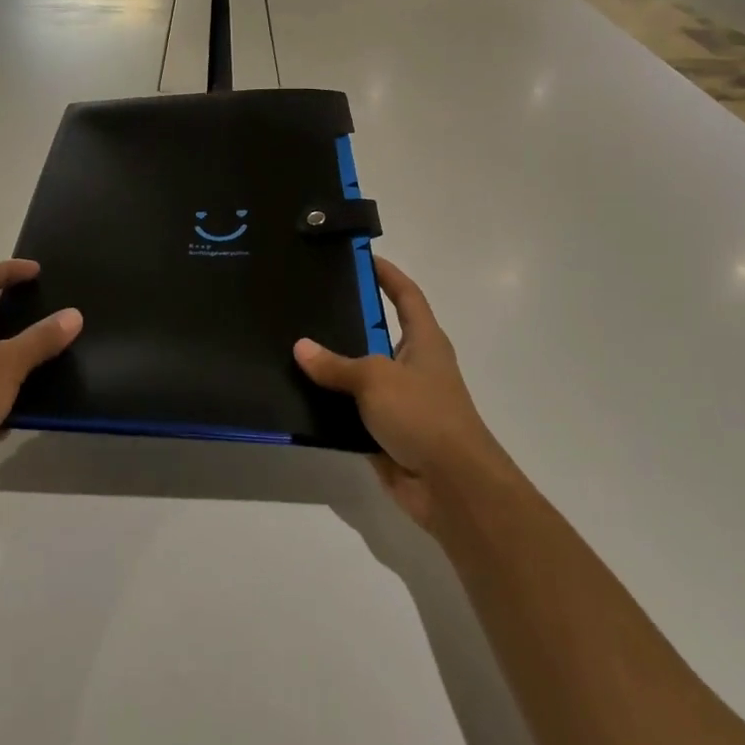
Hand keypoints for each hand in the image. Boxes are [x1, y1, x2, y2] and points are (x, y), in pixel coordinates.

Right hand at [294, 257, 506, 530]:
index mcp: (424, 341)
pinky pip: (351, 411)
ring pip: (360, 374)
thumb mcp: (376, 379)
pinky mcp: (385, 433)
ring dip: (333, 366)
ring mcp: (400, 401)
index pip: (406, 295)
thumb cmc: (423, 415)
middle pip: (378, 332)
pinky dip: (329, 405)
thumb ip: (337, 364)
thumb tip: (301, 347)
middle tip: (308, 300)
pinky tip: (296, 395)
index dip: (387, 274)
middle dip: (347, 318)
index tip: (360, 257)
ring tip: (292, 345)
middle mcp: (413, 366)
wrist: (452, 487)